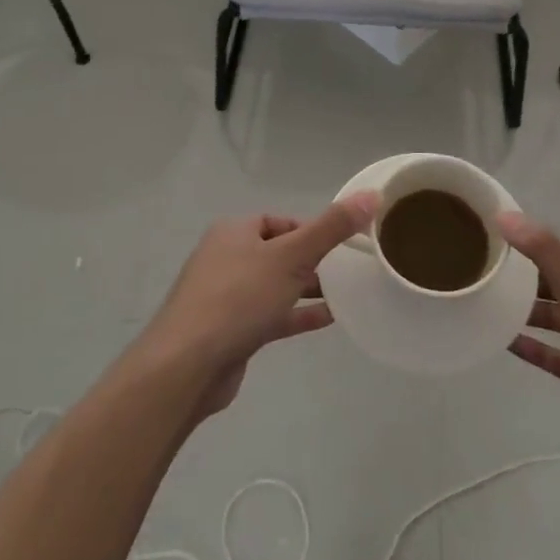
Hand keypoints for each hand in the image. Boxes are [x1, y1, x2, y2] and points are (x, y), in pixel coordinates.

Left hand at [140, 195, 377, 416]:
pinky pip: (271, 315)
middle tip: (346, 270)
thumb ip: (332, 227)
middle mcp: (227, 259)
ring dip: (306, 288)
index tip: (340, 243)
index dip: (310, 229)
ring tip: (345, 293)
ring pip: (274, 285)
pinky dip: (297, 314)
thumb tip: (372, 194)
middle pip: (277, 252)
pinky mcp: (231, 331)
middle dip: (311, 260)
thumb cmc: (239, 298)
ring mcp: (226, 297)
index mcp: (234, 232)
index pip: (278, 221)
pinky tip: (328, 319)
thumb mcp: (292, 255)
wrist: (187, 365)